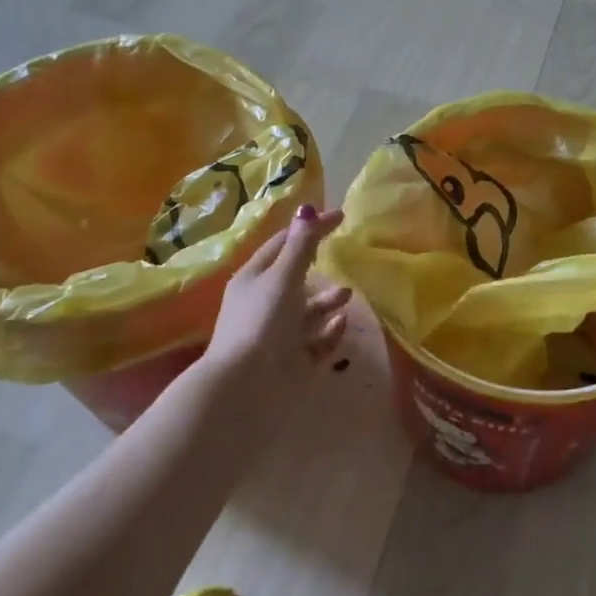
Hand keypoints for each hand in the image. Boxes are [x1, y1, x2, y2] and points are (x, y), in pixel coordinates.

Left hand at [202, 205, 350, 393]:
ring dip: (328, 300)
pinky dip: (330, 330)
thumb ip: (301, 245)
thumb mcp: (283, 277)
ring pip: (307, 311)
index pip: (283, 243)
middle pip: (295, 278)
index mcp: (254, 279)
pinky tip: (343, 322)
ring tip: (348, 294)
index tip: (340, 217)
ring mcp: (278, 334)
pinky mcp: (293, 360)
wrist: (247, 387)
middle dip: (318, 267)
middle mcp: (264, 304)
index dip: (309, 228)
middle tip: (344, 256)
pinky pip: (316, 340)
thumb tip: (308, 208)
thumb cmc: (263, 322)